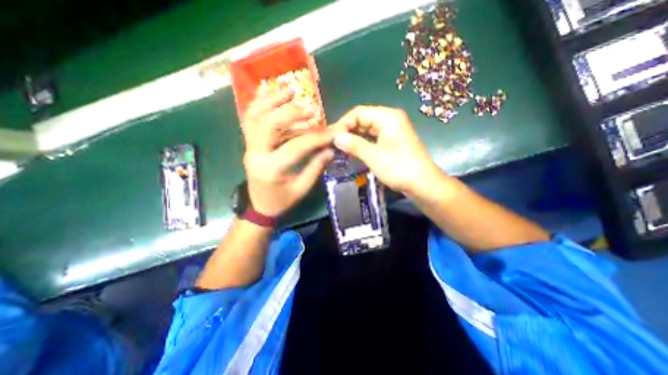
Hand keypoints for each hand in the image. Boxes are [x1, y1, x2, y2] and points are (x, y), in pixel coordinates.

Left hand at [242, 89, 337, 216]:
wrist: (258, 207)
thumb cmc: (281, 201)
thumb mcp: (301, 189)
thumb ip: (315, 168)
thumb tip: (330, 149)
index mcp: (271, 169)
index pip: (295, 147)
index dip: (315, 137)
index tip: (331, 131)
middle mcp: (256, 154)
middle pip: (268, 124)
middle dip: (290, 113)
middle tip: (310, 109)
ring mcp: (249, 147)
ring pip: (255, 117)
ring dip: (272, 101)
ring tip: (289, 90)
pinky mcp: (249, 145)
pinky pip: (250, 120)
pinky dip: (260, 105)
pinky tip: (271, 95)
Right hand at [331, 104, 444, 195]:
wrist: (423, 184)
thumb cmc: (399, 168)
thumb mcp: (374, 157)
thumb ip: (354, 145)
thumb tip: (335, 137)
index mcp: (388, 117)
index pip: (358, 112)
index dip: (343, 123)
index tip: (331, 137)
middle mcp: (390, 119)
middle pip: (363, 119)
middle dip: (348, 130)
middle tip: (334, 144)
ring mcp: (392, 130)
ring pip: (367, 129)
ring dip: (354, 137)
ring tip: (340, 148)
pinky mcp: (392, 140)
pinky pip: (373, 137)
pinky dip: (362, 143)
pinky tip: (353, 150)